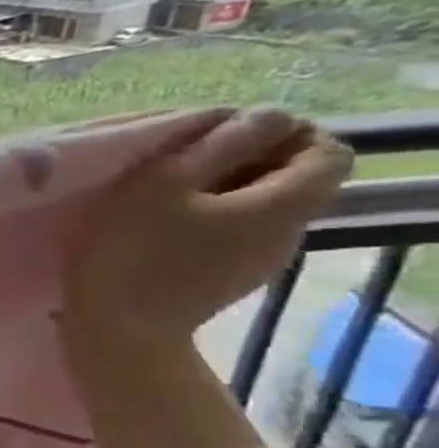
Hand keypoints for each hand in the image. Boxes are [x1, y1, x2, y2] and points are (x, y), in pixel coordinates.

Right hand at [64, 108, 352, 347]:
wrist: (118, 330)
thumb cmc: (133, 250)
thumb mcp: (162, 183)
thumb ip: (219, 144)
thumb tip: (266, 116)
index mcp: (282, 204)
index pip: (329, 151)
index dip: (287, 133)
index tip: (225, 138)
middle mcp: (288, 232)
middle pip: (296, 179)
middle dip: (249, 160)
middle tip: (184, 164)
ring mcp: (260, 260)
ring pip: (263, 207)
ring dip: (225, 191)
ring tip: (166, 197)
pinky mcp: (229, 279)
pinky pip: (238, 234)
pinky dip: (211, 220)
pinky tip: (164, 230)